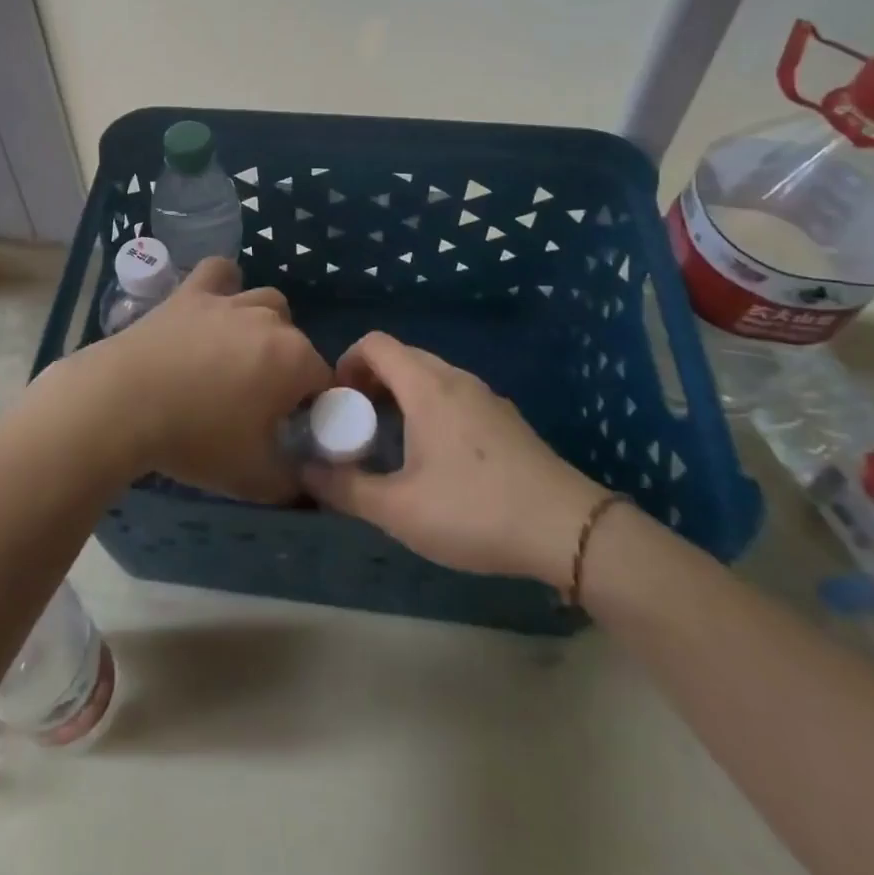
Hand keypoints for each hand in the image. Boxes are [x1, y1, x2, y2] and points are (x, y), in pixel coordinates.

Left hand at [55, 258, 330, 501]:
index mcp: (294, 360)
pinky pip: (219, 272)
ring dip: (264, 326)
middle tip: (257, 401)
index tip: (287, 428)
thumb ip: (292, 481)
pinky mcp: (191, 292)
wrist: (123, 403)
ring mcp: (228, 301)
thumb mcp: (254, 478)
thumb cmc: (195, 439)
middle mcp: (269, 320)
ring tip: (239, 355)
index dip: (311, 406)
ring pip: (266, 302)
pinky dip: (224, 284)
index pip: (323, 379)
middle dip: (287, 367)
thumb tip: (304, 480)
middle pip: (296, 340)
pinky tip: (215, 306)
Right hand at [301, 332, 608, 584]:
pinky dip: (429, 407)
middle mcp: (456, 379)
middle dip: (370, 381)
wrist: (569, 531)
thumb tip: (304, 471)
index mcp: (426, 387)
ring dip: (400, 394)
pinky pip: (454, 395)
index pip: (375, 343)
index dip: (346, 363)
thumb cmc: (474, 511)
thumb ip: (345, 488)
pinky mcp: (506, 419)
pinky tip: (434, 457)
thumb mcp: (398, 509)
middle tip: (356, 423)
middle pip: (401, 356)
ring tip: (390, 441)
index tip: (336, 403)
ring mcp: (486, 397)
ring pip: (430, 376)